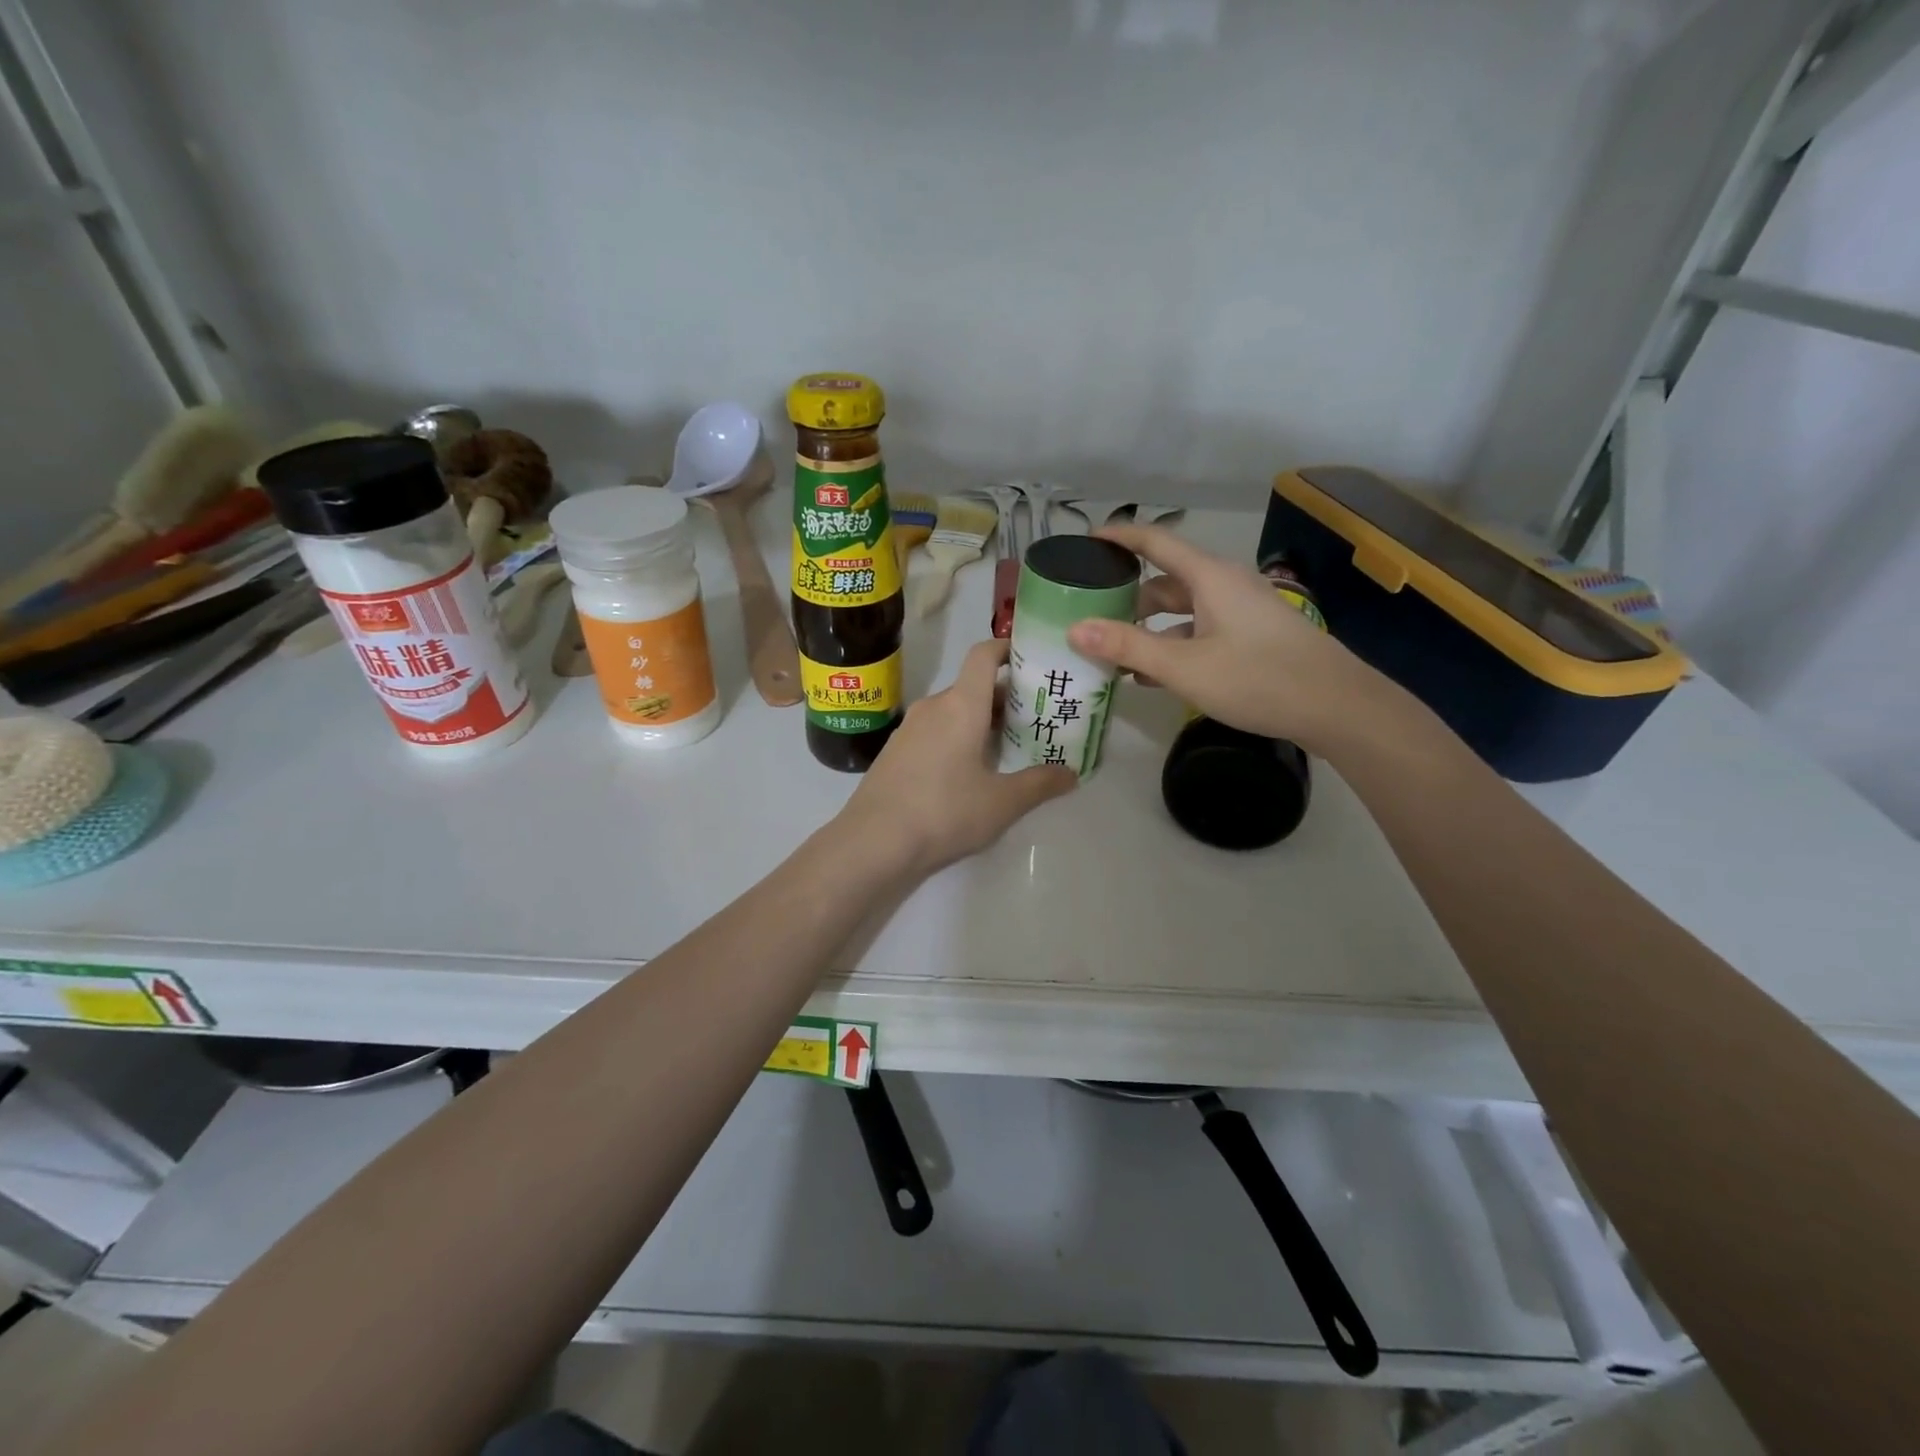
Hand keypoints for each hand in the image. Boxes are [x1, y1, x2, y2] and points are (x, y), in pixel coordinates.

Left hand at [838, 639, 1076, 875]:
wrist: (873, 843)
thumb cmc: (944, 812)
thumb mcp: (1002, 803)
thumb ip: (1039, 784)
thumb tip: (1071, 774)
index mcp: (961, 705)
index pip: (983, 655)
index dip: (1008, 648)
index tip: (1032, 659)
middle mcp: (933, 707)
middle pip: (972, 686)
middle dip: (1005, 697)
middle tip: (1037, 716)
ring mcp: (909, 730)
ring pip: (953, 711)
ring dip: (980, 721)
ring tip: (1009, 746)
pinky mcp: (895, 753)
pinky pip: (934, 732)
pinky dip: (957, 738)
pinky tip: (971, 772)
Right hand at [1065, 524, 1373, 750]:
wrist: (1338, 707)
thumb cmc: (1258, 678)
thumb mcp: (1184, 666)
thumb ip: (1128, 646)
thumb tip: (1074, 628)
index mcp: (1209, 577)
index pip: (1155, 541)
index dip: (1120, 537)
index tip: (1086, 542)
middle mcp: (1224, 585)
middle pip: (1165, 580)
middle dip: (1126, 596)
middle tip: (1090, 615)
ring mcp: (1240, 612)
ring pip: (1182, 610)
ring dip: (1148, 628)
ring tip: (1113, 653)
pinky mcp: (1251, 637)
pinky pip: (1199, 631)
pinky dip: (1172, 645)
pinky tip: (1151, 676)